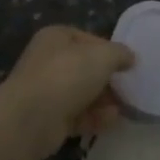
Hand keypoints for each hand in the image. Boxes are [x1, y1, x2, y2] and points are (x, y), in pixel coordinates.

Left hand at [0, 23, 135, 156]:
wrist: (30, 120)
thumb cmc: (67, 75)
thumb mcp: (103, 56)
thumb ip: (120, 54)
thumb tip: (130, 58)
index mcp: (56, 37)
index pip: (88, 39)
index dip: (110, 50)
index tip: (127, 64)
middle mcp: (47, 61)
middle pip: (85, 68)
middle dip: (107, 79)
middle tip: (128, 88)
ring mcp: (45, 91)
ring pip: (81, 93)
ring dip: (103, 100)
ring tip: (124, 107)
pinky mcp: (46, 119)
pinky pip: (76, 115)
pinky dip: (94, 118)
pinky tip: (112, 121)